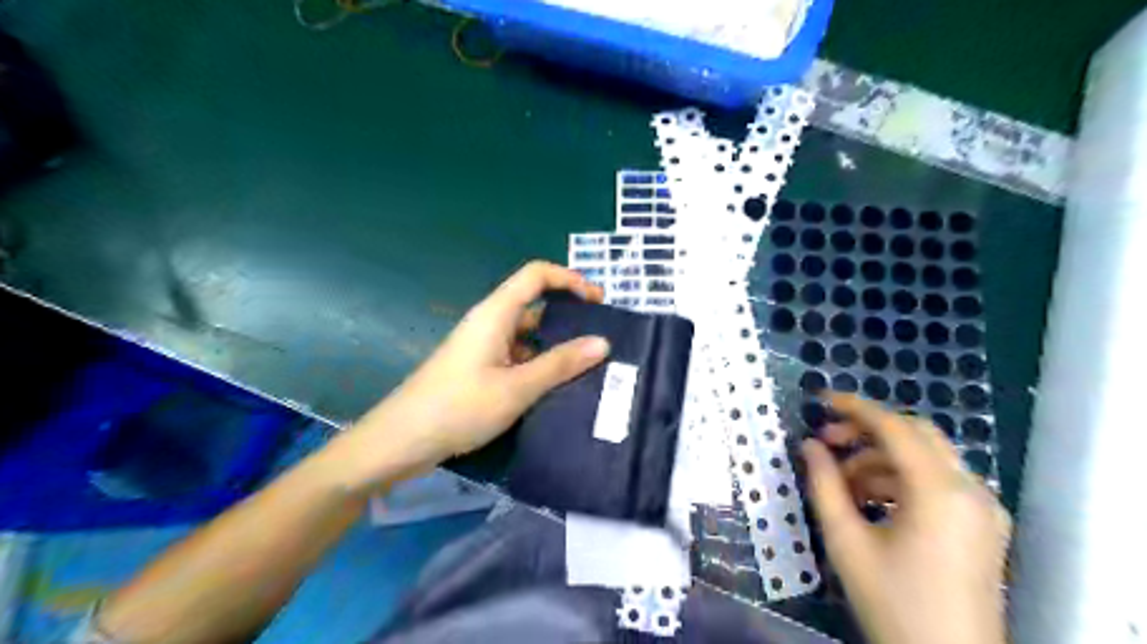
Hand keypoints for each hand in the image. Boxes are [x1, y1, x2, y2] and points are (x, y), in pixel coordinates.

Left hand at [324, 260, 609, 489]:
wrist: (401, 440)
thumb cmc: (459, 407)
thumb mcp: (517, 387)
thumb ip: (560, 364)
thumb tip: (603, 342)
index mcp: (495, 313)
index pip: (536, 275)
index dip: (569, 279)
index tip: (597, 300)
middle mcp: (489, 323)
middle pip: (534, 304)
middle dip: (569, 316)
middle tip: (601, 339)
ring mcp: (483, 347)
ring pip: (527, 334)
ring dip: (555, 345)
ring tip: (588, 366)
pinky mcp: (479, 369)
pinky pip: (517, 356)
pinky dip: (539, 364)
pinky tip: (557, 386)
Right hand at [800, 393, 1006, 643]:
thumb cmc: (893, 603)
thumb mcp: (847, 542)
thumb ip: (824, 485)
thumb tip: (808, 446)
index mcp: (940, 492)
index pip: (895, 427)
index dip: (854, 408)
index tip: (820, 400)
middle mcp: (971, 490)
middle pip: (917, 434)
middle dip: (868, 430)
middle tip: (827, 442)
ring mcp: (983, 508)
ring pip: (927, 457)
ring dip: (881, 459)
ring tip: (842, 482)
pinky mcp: (983, 526)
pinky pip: (938, 482)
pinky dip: (901, 479)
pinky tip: (871, 499)